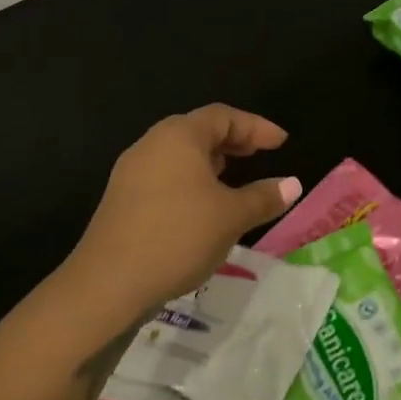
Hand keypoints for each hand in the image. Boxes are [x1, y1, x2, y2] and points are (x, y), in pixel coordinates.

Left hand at [64, 105, 301, 317]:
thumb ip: (263, 197)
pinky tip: (202, 206)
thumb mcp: (230, 217)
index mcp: (179, 135)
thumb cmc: (177, 236)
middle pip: (199, 130)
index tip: (282, 142)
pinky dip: (191, 180)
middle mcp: (152, 143)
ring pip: (180, 154)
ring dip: (211, 161)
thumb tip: (293, 184)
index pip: (223, 116)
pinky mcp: (123, 197)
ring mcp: (133, 170)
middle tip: (260, 155)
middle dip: (233, 140)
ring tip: (234, 178)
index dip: (256, 126)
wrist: (107, 283)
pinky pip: (165, 175)